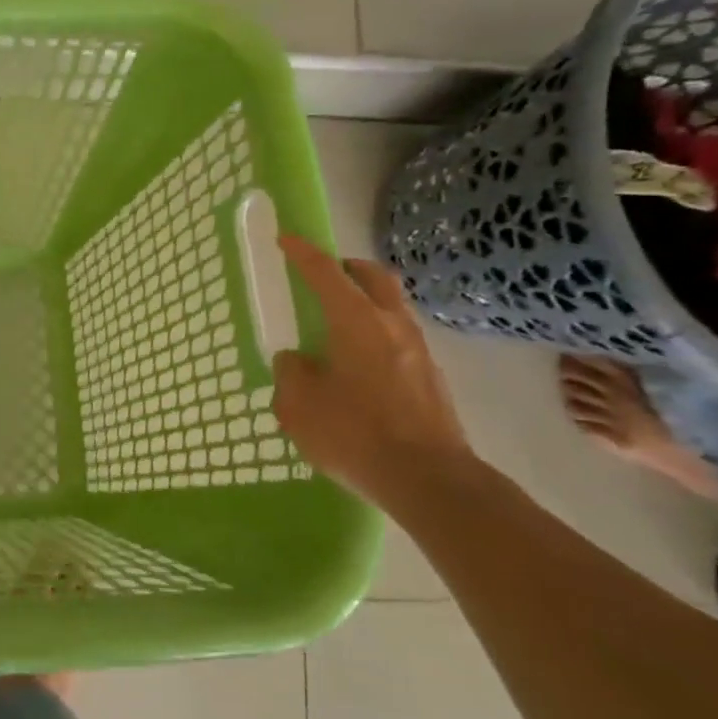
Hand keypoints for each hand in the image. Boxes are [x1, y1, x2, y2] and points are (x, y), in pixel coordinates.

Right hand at [271, 235, 475, 508]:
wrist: (429, 480)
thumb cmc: (355, 433)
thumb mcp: (299, 403)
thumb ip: (291, 372)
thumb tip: (297, 361)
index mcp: (356, 321)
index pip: (325, 273)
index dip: (303, 253)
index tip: (286, 239)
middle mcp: (392, 326)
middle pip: (373, 278)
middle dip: (347, 268)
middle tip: (324, 275)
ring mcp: (418, 352)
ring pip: (391, 308)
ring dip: (365, 303)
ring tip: (338, 326)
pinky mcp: (431, 380)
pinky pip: (399, 340)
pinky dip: (376, 336)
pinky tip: (358, 367)